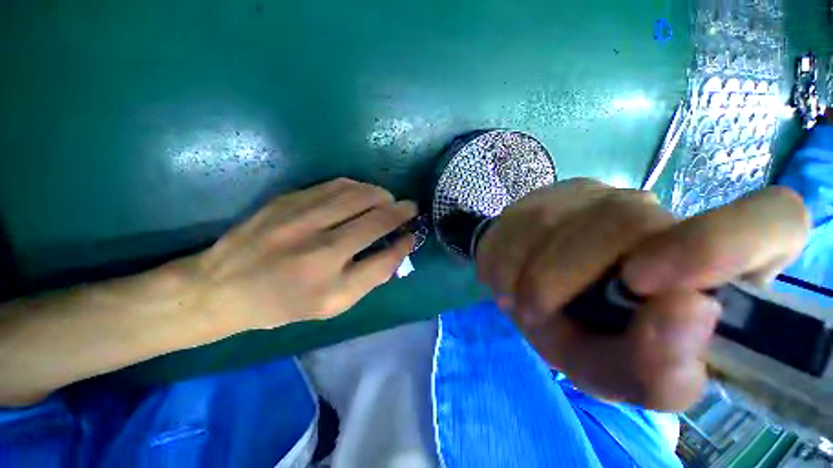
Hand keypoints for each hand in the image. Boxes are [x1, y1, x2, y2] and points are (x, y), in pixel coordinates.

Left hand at [193, 178, 415, 330]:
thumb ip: (370, 278)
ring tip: (389, 200)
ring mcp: (302, 217)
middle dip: (402, 210)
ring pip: (359, 194)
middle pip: (377, 217)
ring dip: (382, 195)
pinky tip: (363, 194)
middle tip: (409, 209)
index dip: (404, 243)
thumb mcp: (332, 306)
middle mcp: (320, 247)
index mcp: (330, 283)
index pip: (385, 257)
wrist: (222, 286)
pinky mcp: (288, 199)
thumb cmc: (283, 303)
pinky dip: (358, 188)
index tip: (413, 234)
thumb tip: (398, 249)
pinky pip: (336, 185)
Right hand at [476, 178, 808, 410]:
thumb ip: (659, 370)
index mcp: (708, 265)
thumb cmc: (582, 337)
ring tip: (519, 299)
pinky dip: (504, 261)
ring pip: (556, 222)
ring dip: (526, 274)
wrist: (525, 291)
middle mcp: (658, 214)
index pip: (772, 219)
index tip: (651, 282)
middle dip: (562, 278)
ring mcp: (594, 195)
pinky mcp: (543, 196)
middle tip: (535, 312)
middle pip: (625, 221)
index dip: (723, 242)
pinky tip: (508, 275)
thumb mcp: (618, 374)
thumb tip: (690, 311)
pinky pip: (515, 225)